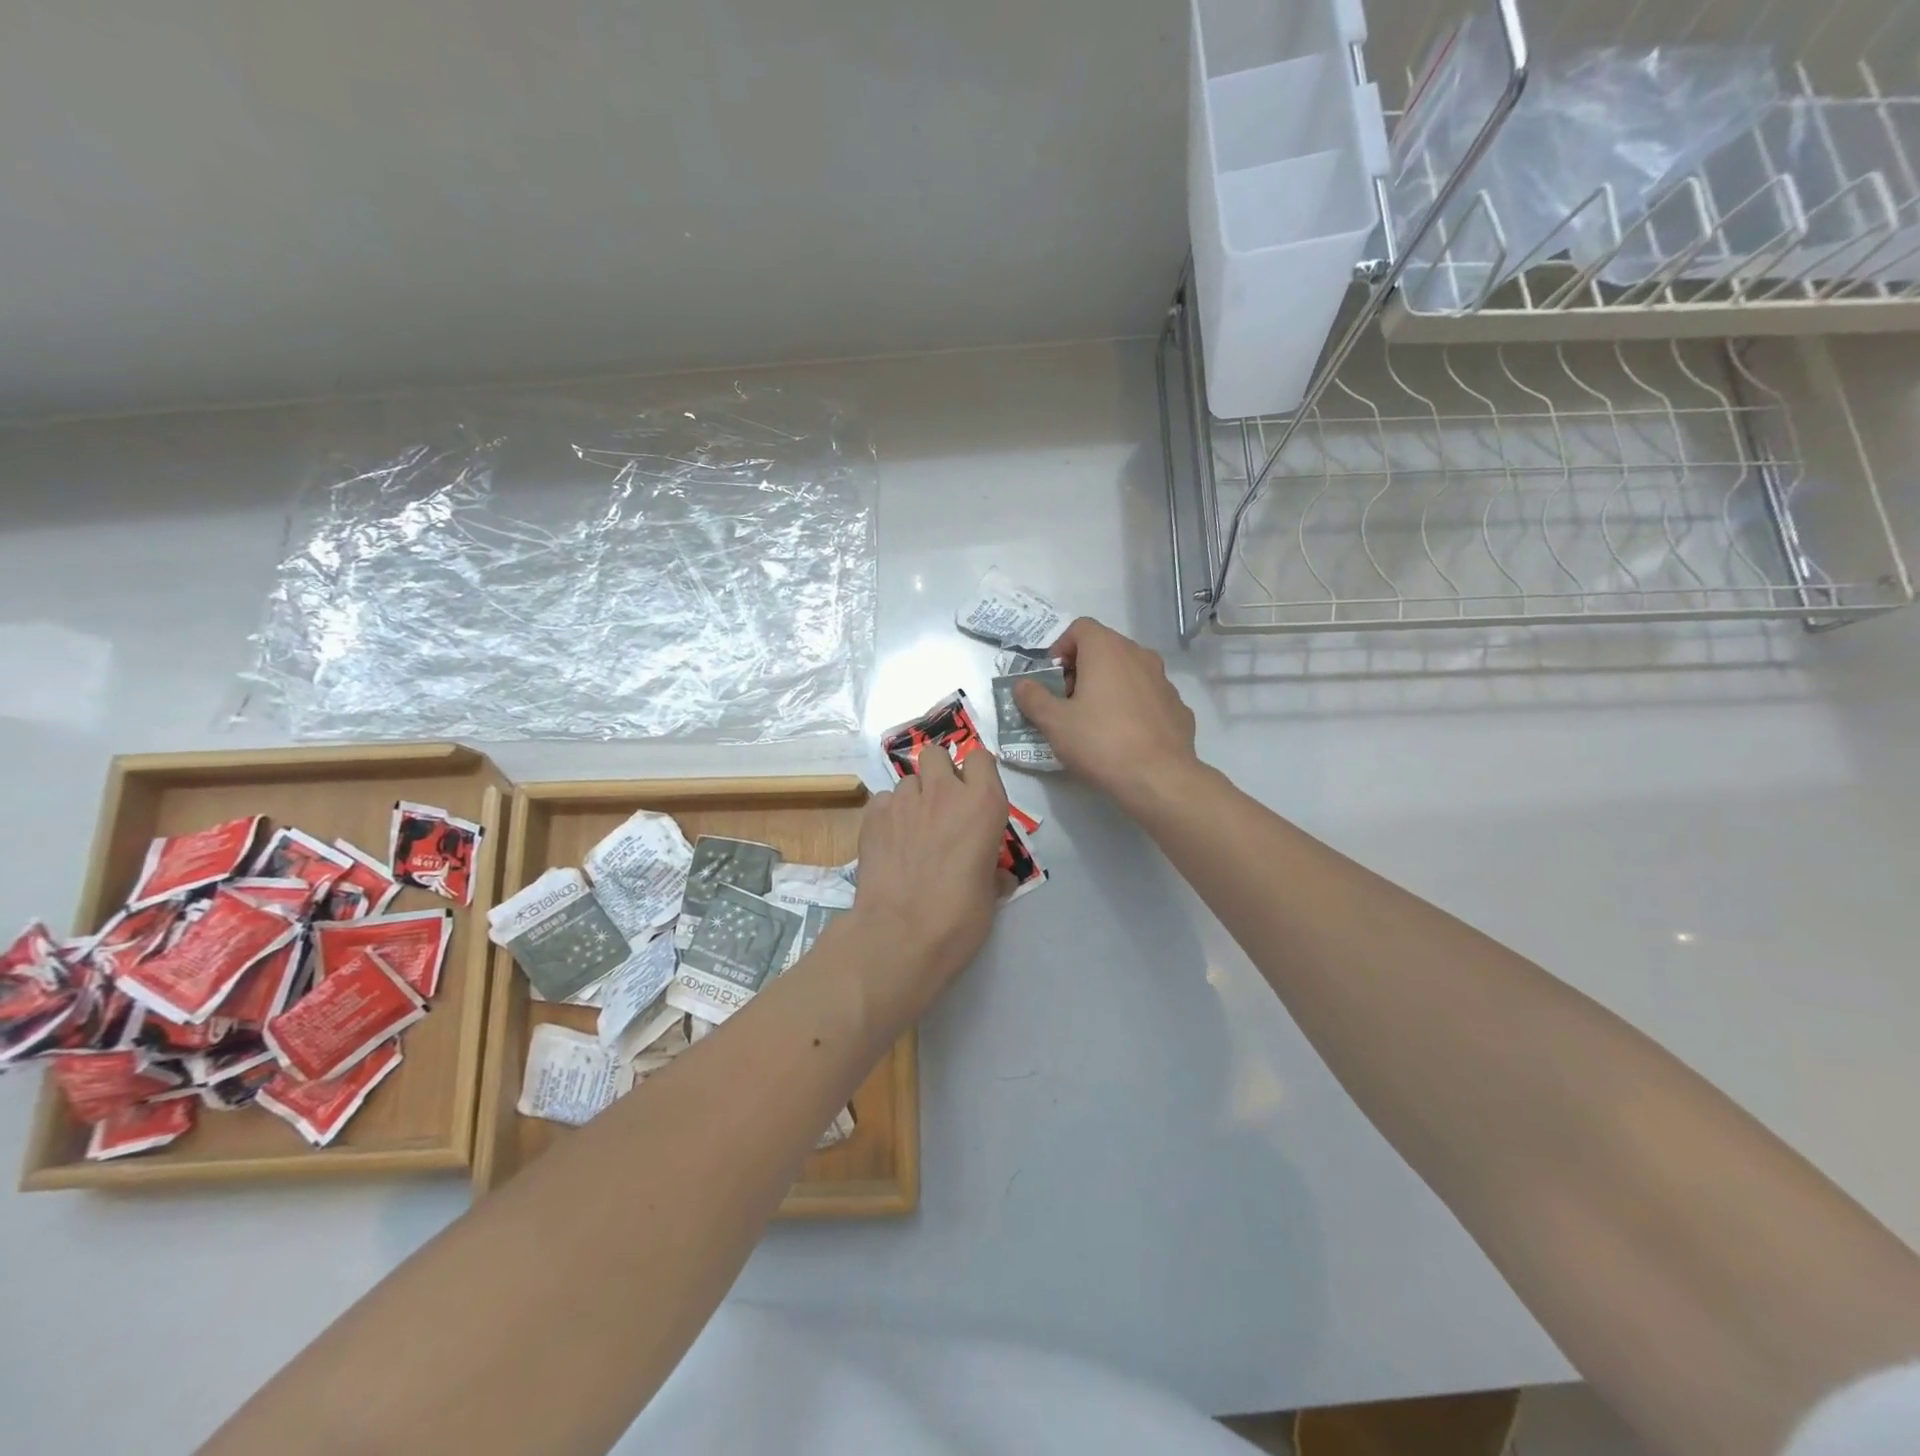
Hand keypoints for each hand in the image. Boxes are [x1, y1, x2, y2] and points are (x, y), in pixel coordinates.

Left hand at [843, 745, 1010, 1025]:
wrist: (900, 934)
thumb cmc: (959, 917)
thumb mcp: (990, 894)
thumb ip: (992, 871)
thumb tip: (996, 876)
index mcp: (983, 803)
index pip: (981, 757)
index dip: (976, 773)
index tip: (974, 794)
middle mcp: (943, 791)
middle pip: (937, 754)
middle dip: (939, 772)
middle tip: (941, 805)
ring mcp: (903, 800)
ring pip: (908, 780)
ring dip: (913, 798)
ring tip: (911, 830)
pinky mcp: (872, 815)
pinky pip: (882, 801)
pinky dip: (887, 815)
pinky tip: (889, 842)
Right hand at [1012, 617, 1199, 809]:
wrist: (1158, 777)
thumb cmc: (1100, 742)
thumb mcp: (1054, 723)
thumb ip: (1033, 698)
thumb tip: (1023, 684)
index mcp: (1107, 650)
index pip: (1080, 628)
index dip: (1060, 648)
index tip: (1051, 678)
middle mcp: (1139, 655)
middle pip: (1105, 648)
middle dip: (1082, 668)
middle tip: (1067, 701)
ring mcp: (1163, 680)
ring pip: (1128, 671)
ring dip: (1108, 686)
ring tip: (1094, 719)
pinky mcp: (1177, 706)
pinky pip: (1147, 696)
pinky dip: (1132, 705)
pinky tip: (1124, 735)